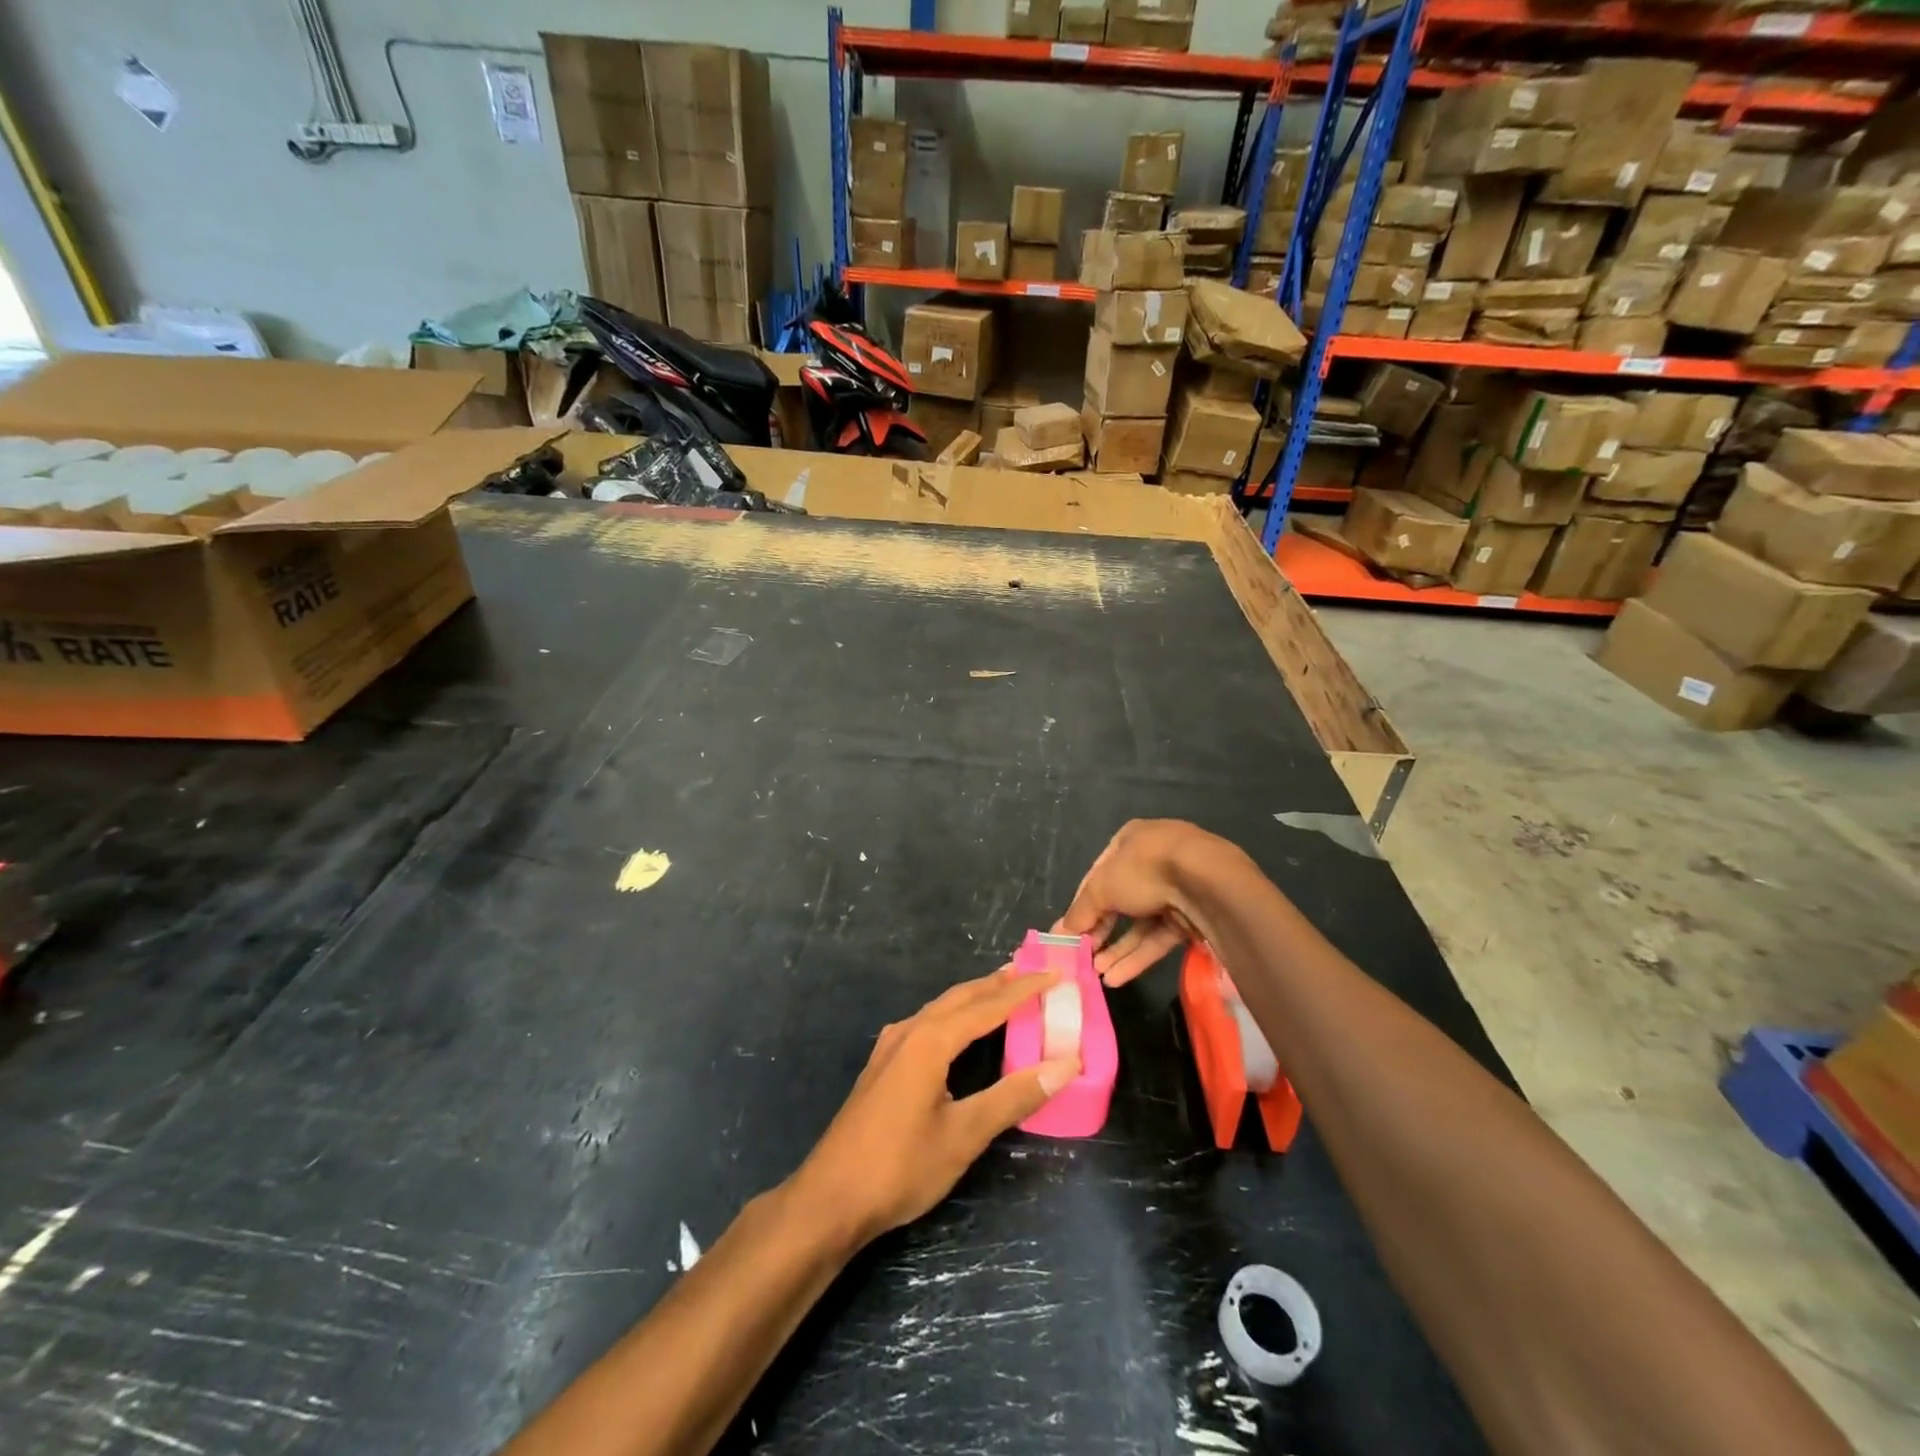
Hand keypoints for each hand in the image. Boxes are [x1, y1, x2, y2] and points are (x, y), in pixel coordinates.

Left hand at [791, 968, 1078, 1244]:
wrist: (830, 1198)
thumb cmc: (901, 1167)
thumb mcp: (964, 1135)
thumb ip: (1014, 1096)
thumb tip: (1066, 1063)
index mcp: (930, 1041)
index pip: (987, 1006)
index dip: (1023, 989)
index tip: (1054, 973)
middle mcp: (909, 1032)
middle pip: (960, 998)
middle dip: (996, 984)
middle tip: (1030, 971)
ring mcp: (890, 1048)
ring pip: (939, 1009)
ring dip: (972, 998)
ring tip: (1000, 991)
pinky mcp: (882, 1066)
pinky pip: (925, 1024)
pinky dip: (952, 1016)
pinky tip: (954, 1030)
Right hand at [1056, 819, 1232, 985]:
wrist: (1208, 882)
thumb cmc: (1145, 870)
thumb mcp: (1102, 887)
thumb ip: (1081, 911)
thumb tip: (1061, 932)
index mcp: (1131, 840)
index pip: (1099, 874)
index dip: (1083, 904)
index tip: (1070, 932)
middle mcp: (1154, 860)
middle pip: (1120, 901)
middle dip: (1101, 931)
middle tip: (1083, 957)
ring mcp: (1176, 889)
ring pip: (1140, 923)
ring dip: (1118, 949)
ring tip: (1097, 974)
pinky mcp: (1192, 916)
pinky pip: (1159, 937)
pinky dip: (1138, 957)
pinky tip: (1117, 978)